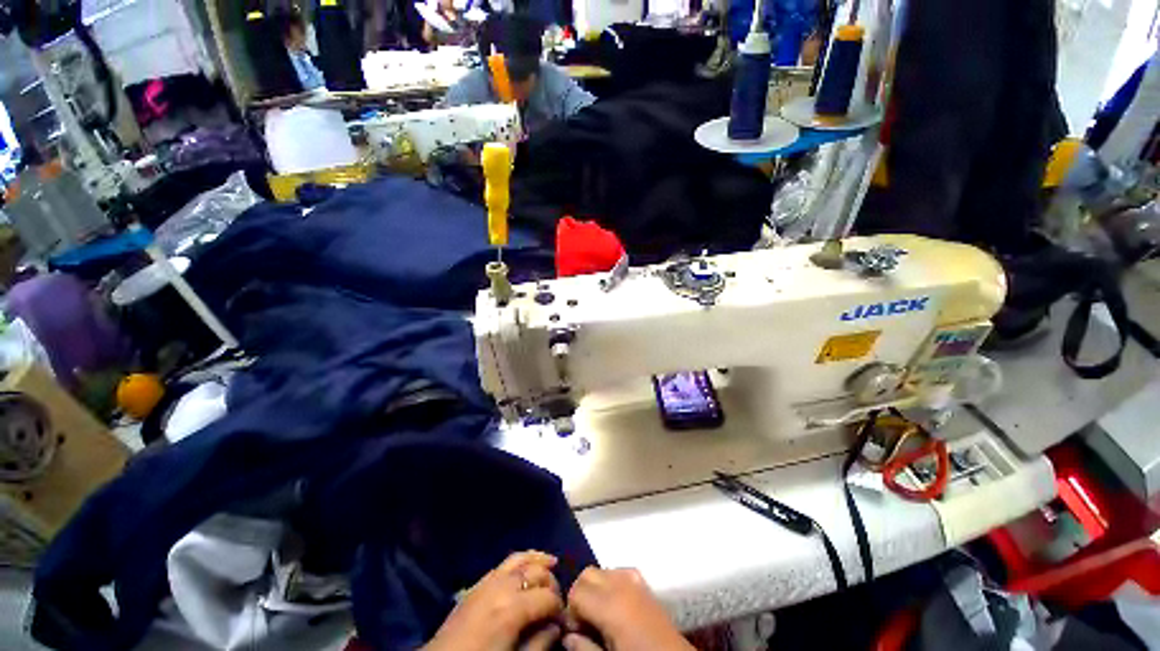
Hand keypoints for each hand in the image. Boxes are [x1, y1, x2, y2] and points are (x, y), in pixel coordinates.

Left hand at [424, 551, 563, 650]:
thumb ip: (539, 644)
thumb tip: (556, 626)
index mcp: (511, 608)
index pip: (548, 597)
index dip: (560, 608)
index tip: (565, 621)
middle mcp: (501, 587)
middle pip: (536, 573)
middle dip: (552, 584)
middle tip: (558, 602)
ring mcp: (487, 581)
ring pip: (520, 559)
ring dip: (538, 560)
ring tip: (553, 563)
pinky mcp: (477, 584)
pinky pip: (503, 564)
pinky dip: (519, 560)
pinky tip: (526, 564)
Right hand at [563, 568, 693, 650]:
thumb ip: (585, 648)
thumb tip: (567, 636)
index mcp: (610, 605)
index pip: (576, 591)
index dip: (570, 612)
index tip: (575, 632)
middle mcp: (620, 584)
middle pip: (587, 574)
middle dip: (580, 594)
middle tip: (584, 623)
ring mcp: (635, 580)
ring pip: (602, 570)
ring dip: (595, 588)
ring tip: (599, 615)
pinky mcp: (645, 584)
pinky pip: (619, 572)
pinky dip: (611, 583)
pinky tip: (615, 607)